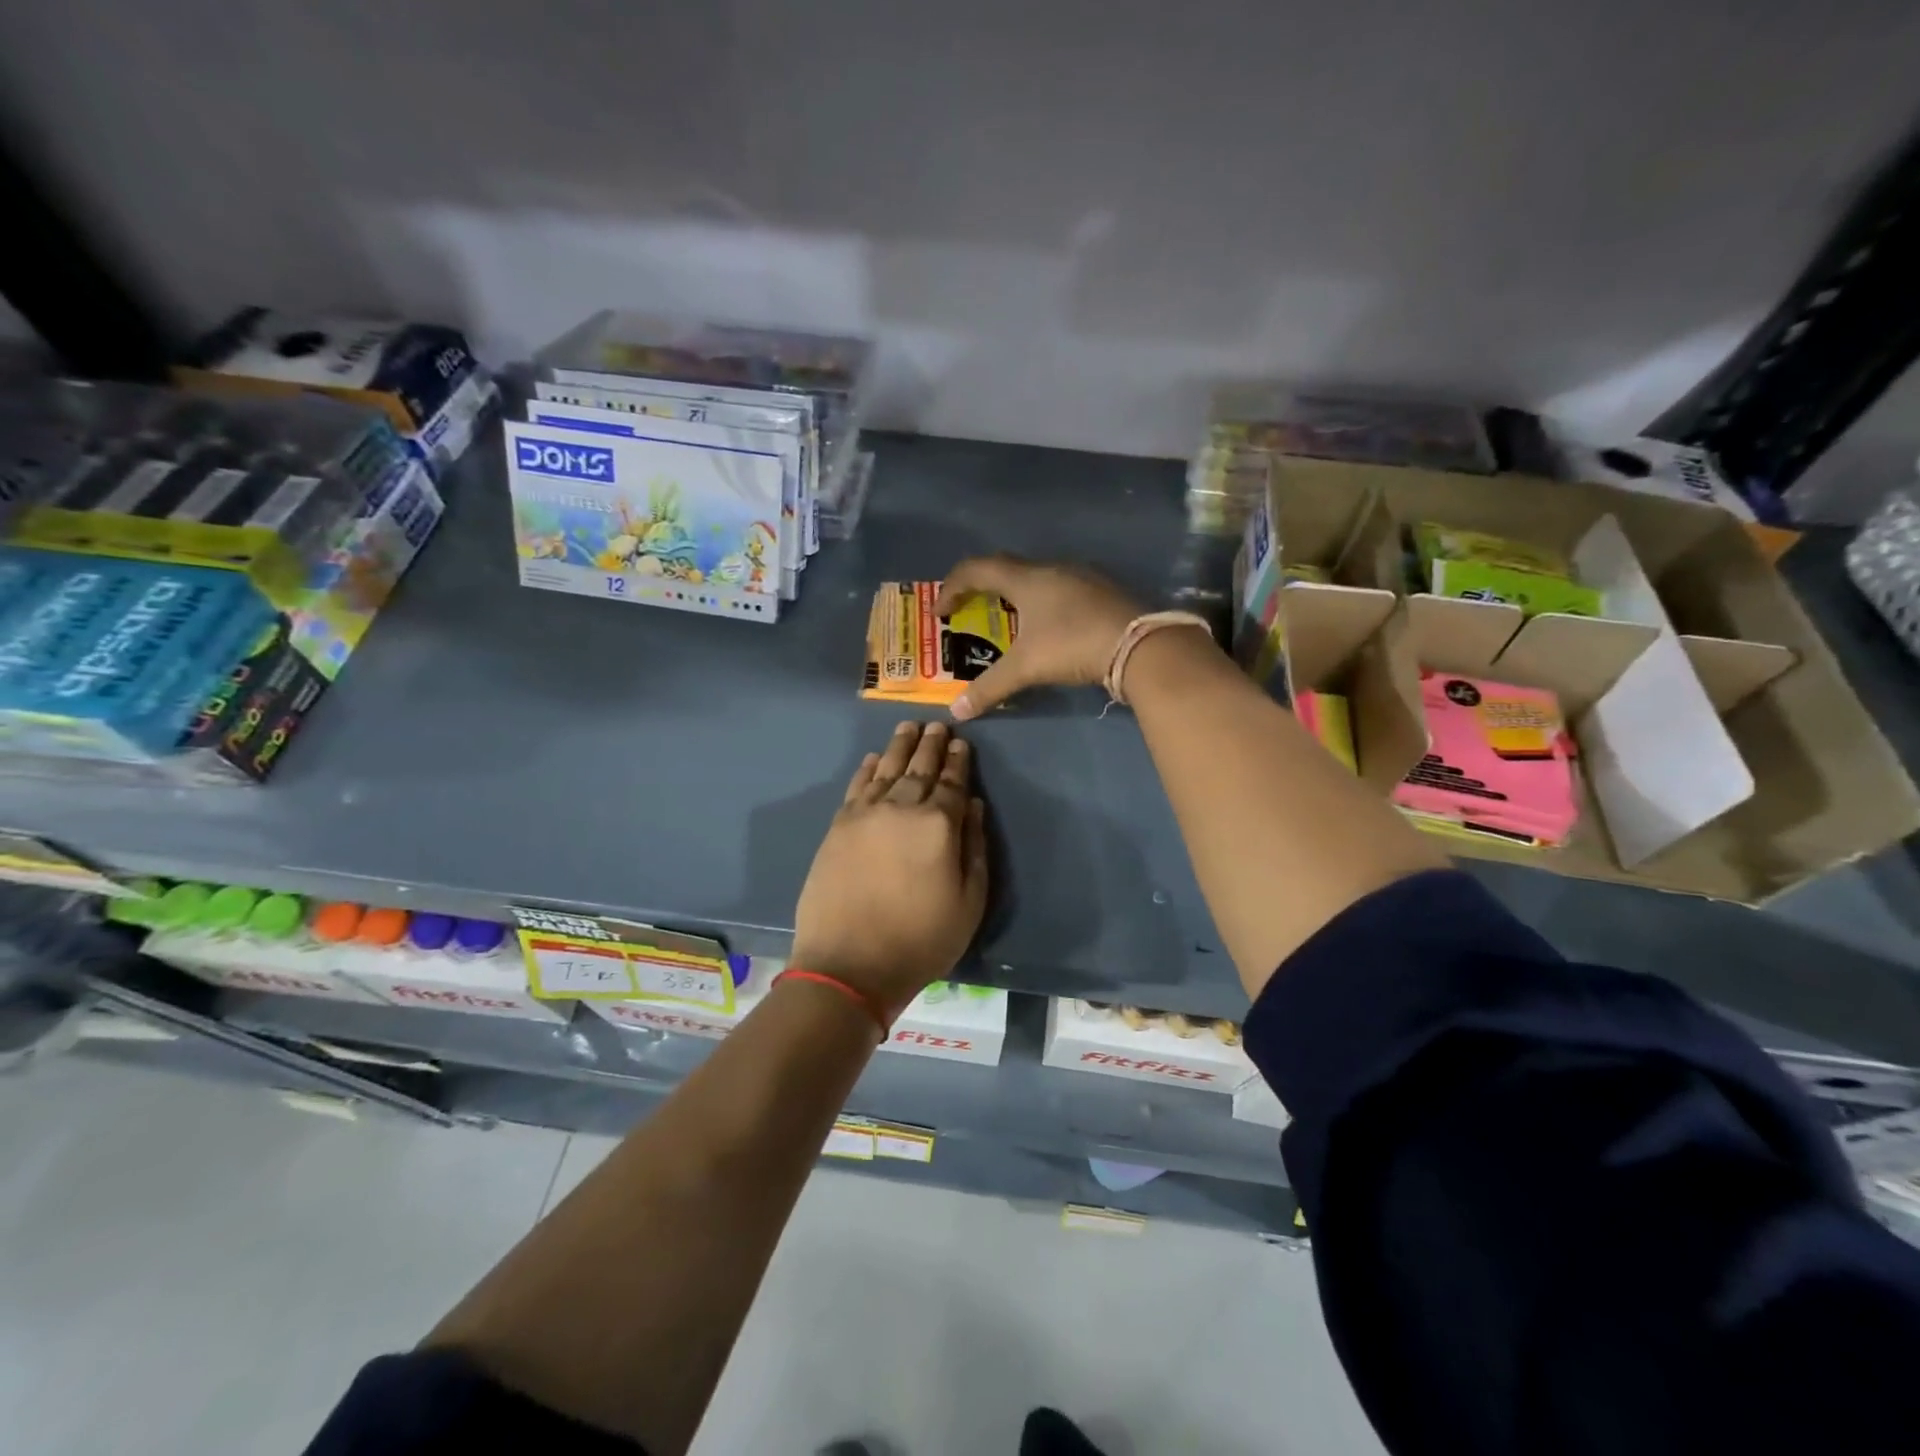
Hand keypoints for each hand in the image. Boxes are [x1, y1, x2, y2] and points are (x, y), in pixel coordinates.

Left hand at [790, 721, 988, 1016]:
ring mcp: (865, 815)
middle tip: (938, 725)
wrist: (849, 964)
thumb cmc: (920, 940)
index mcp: (938, 825)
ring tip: (909, 727)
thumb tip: (973, 805)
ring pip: (887, 769)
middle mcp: (901, 808)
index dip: (958, 762)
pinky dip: (867, 768)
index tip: (961, 742)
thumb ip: (974, 848)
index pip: (952, 783)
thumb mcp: (969, 903)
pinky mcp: (838, 827)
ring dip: (900, 746)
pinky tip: (874, 758)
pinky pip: (856, 786)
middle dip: (931, 745)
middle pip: (919, 768)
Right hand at [935, 556, 1140, 719]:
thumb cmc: (1073, 645)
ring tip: (1006, 620)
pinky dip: (1042, 602)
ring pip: (1036, 577)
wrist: (1140, 644)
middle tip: (969, 611)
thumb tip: (957, 711)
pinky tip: (1048, 627)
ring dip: (1014, 594)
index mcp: (1026, 578)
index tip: (941, 613)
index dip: (952, 587)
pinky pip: (1059, 588)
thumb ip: (989, 687)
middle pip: (1006, 568)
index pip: (977, 569)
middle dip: (981, 588)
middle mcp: (1051, 569)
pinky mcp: (1101, 591)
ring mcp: (1080, 577)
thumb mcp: (1026, 667)